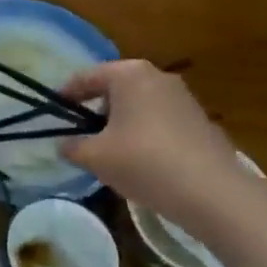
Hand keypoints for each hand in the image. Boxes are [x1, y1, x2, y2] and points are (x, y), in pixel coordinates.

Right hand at [57, 60, 244, 226]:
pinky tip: (142, 162)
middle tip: (80, 134)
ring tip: (110, 152)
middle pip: (114, 89)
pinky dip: (144, 134)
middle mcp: (157, 76)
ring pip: (139, 105)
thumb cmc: (143, 162)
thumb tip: (64, 144)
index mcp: (128, 74)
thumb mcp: (94, 157)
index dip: (65, 95)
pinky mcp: (200, 120)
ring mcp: (183, 97)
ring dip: (121, 123)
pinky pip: (160, 120)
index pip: (86, 77)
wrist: (213, 193)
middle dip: (95, 109)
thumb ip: (72, 147)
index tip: (53, 113)